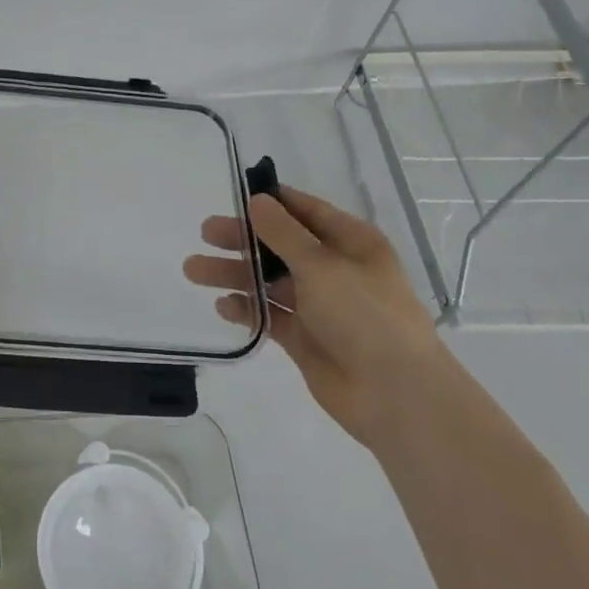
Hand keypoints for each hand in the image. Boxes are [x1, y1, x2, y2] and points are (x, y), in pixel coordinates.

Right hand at [184, 185, 458, 448]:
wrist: (394, 393)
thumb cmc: (365, 315)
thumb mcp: (322, 265)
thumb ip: (283, 233)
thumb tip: (257, 200)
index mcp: (351, 243)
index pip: (306, 212)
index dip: (272, 202)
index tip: (234, 196)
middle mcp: (334, 270)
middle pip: (280, 246)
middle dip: (243, 239)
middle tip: (205, 233)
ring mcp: (319, 306)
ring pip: (269, 281)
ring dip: (235, 274)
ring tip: (194, 271)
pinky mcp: (304, 338)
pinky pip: (269, 316)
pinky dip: (247, 309)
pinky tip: (223, 306)